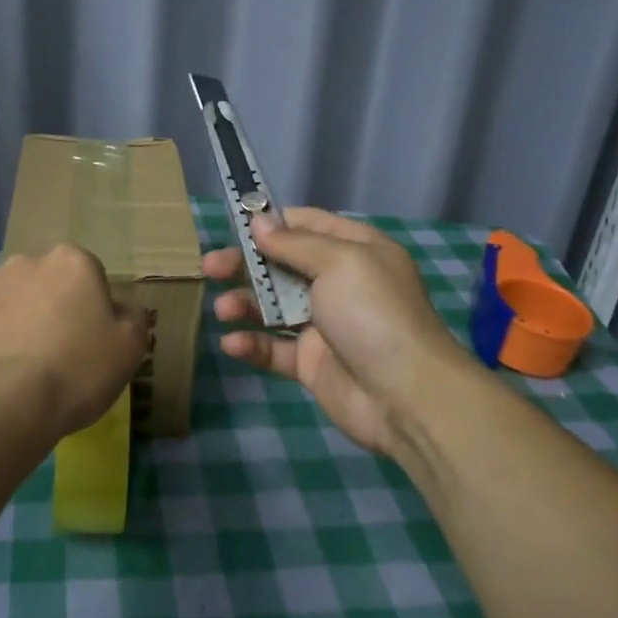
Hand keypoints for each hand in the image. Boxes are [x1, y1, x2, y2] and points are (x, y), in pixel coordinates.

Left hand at [0, 245, 149, 441]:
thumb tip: (123, 309)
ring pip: (7, 299)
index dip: (90, 309)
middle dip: (49, 308)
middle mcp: (25, 261)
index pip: (88, 275)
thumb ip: (133, 317)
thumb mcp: (129, 348)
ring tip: (17, 368)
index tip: (88, 341)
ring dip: (13, 320)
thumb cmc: (74, 371)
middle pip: (45, 282)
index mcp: (72, 261)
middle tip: (55, 354)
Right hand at [203, 208, 488, 454]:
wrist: (407, 396)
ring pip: (273, 307)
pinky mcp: (311, 363)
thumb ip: (294, 242)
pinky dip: (253, 344)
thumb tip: (258, 221)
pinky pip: (274, 348)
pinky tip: (233, 344)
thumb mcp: (339, 263)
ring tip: (223, 310)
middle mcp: (339, 283)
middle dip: (245, 264)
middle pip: (281, 265)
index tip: (234, 225)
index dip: (272, 223)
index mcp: (355, 251)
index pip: (307, 224)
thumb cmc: (374, 314)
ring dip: (244, 304)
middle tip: (210, 267)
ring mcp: (324, 325)